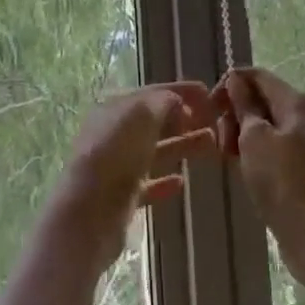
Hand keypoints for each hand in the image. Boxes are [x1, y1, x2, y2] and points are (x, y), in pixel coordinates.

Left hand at [50, 82, 219, 272]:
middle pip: (155, 122)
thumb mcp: (142, 114)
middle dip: (185, 118)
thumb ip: (164, 102)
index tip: (209, 94)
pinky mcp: (122, 197)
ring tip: (211, 144)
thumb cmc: (116, 153)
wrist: (89, 213)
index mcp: (115, 108)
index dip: (181, 91)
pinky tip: (181, 182)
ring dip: (182, 145)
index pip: (153, 93)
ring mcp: (117, 166)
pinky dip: (165, 180)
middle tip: (215, 121)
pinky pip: (148, 184)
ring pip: (155, 151)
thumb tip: (179, 104)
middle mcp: (114, 134)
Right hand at [217, 68, 304, 280]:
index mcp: (299, 101)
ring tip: (229, 157)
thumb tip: (236, 80)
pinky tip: (245, 166)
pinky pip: (278, 144)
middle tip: (220, 140)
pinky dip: (259, 149)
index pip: (258, 76)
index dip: (230, 84)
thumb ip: (243, 105)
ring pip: (269, 124)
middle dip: (236, 113)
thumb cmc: (282, 182)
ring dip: (245, 133)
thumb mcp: (254, 139)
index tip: (209, 106)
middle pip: (264, 99)